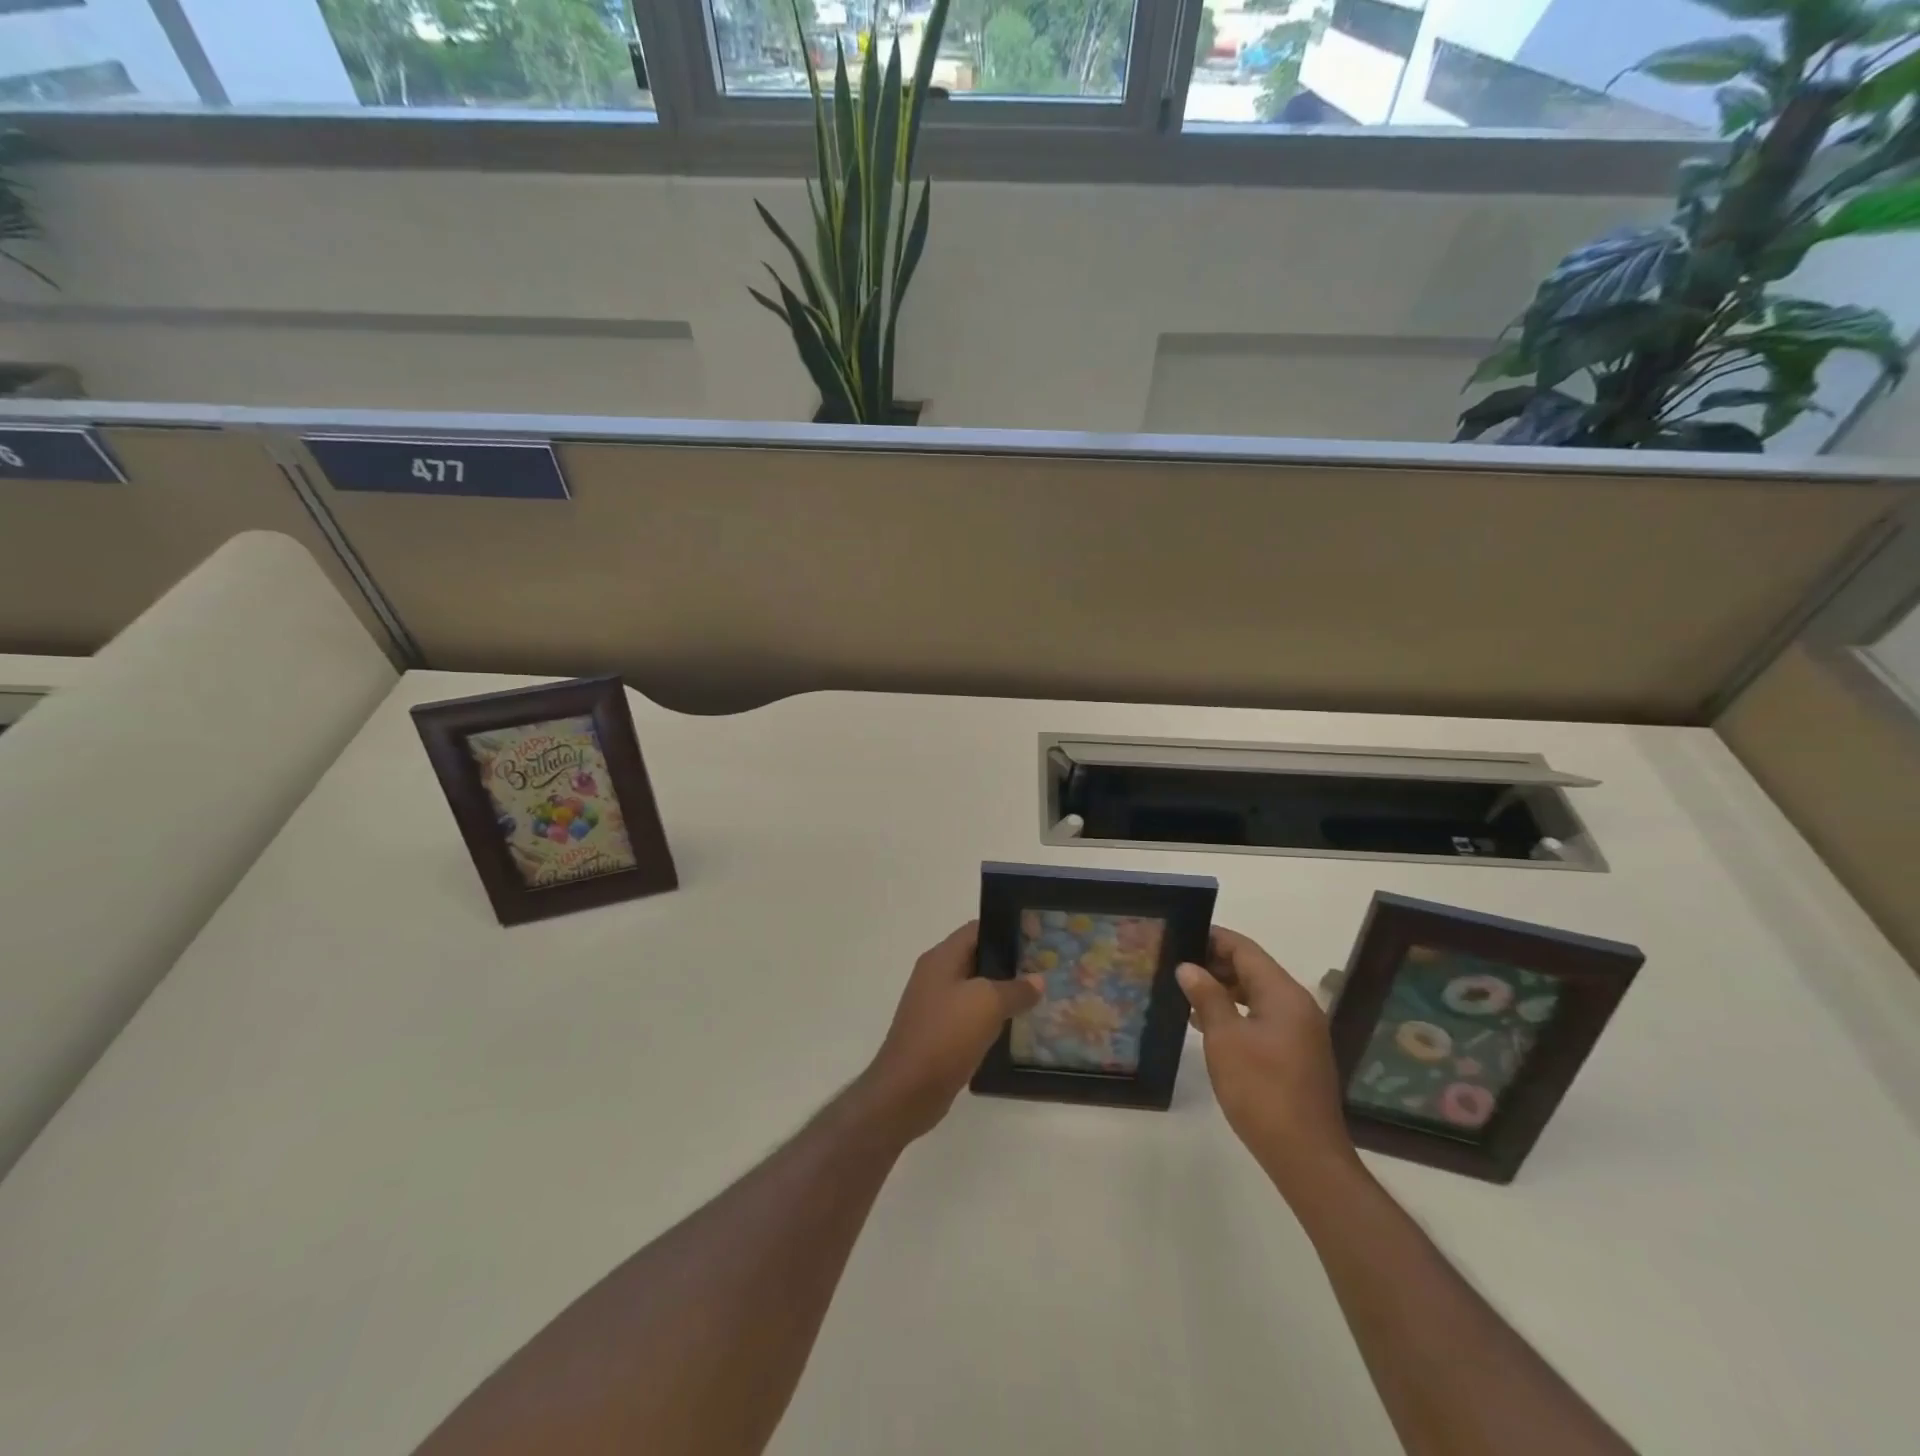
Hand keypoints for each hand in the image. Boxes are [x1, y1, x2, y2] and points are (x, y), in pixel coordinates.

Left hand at [861, 922, 1043, 1139]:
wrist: (907, 1090)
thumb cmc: (946, 1035)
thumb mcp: (987, 1004)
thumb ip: (1016, 989)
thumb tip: (1038, 980)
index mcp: (941, 958)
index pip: (977, 929)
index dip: (1007, 929)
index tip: (1037, 938)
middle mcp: (936, 976)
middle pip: (977, 958)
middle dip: (1009, 963)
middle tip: (1044, 969)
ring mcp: (935, 1006)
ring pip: (975, 990)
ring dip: (1002, 993)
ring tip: (1036, 997)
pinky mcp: (939, 1034)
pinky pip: (970, 1017)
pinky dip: (991, 1018)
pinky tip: (1014, 1027)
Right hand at [1178, 927, 1359, 1195]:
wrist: (1305, 1155)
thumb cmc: (1261, 1090)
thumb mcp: (1224, 1039)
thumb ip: (1207, 998)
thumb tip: (1189, 968)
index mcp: (1283, 994)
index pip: (1245, 950)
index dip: (1213, 938)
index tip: (1181, 934)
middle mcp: (1297, 1005)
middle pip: (1253, 969)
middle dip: (1215, 964)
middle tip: (1176, 965)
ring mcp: (1301, 1031)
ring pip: (1257, 995)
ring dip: (1224, 990)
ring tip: (1185, 993)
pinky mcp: (1297, 1053)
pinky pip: (1263, 1018)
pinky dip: (1237, 1013)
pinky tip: (1208, 1025)